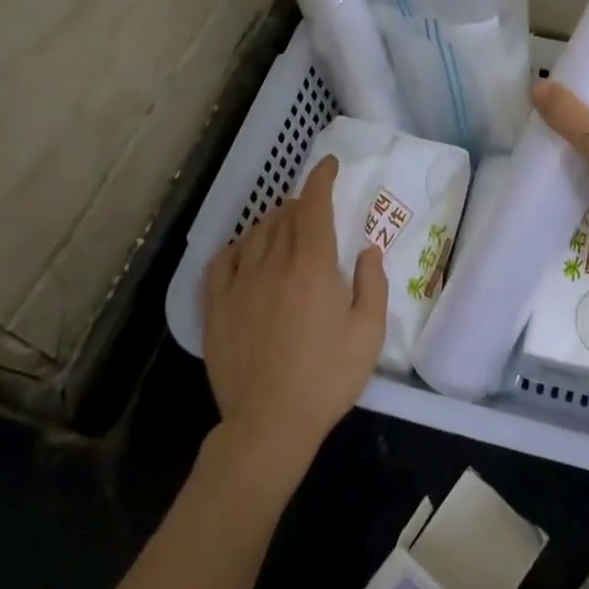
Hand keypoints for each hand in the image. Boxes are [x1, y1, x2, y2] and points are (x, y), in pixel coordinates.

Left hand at [201, 157, 385, 482]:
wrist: (269, 424)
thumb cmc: (327, 378)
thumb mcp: (368, 333)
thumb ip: (372, 284)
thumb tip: (367, 250)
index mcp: (312, 266)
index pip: (313, 206)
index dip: (321, 179)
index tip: (327, 164)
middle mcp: (272, 264)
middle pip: (284, 217)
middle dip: (301, 204)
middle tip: (314, 208)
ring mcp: (239, 284)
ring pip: (255, 234)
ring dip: (273, 221)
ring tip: (285, 227)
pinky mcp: (216, 307)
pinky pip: (223, 260)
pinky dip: (239, 245)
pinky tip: (247, 250)